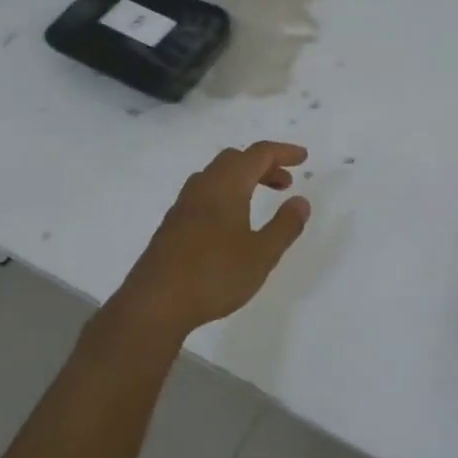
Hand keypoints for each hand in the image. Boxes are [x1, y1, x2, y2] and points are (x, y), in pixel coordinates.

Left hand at [114, 142, 311, 334]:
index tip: (303, 157)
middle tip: (285, 184)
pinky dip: (225, 194)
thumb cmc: (214, 275)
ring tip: (259, 201)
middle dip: (263, 165)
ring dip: (243, 179)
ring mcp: (182, 206)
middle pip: (235, 159)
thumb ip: (285, 226)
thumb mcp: (262, 255)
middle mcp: (202, 187)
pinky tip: (231, 224)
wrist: (154, 304)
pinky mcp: (172, 225)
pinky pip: (203, 194)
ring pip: (216, 176)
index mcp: (226, 186)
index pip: (258, 154)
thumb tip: (300, 201)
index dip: (283, 152)